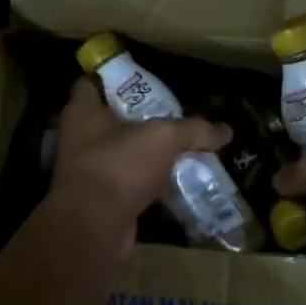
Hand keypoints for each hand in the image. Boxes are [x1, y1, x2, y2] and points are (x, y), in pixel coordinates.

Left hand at [48, 81, 229, 244]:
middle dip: (139, 118)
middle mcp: (78, 137)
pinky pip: (126, 184)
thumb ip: (195, 130)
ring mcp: (86, 170)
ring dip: (145, 154)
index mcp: (82, 111)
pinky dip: (146, 183)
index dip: (114, 78)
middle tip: (171, 116)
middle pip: (109, 119)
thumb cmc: (120, 165)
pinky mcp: (97, 199)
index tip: (144, 80)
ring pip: (120, 153)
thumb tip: (227, 131)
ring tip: (178, 148)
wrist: (95, 227)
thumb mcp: (165, 138)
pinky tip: (173, 183)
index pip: (91, 83)